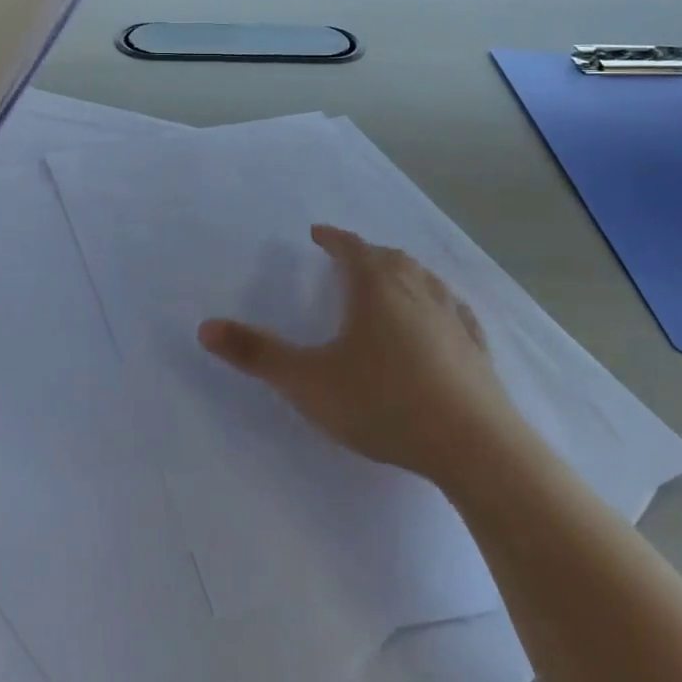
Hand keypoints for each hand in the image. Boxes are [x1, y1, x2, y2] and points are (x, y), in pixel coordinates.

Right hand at [199, 224, 512, 478]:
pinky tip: (438, 319)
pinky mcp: (476, 346)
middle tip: (347, 260)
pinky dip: (435, 303)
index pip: (349, 247)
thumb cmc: (383, 403)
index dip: (331, 238)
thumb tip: (205, 327)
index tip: (318, 234)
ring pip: (422, 278)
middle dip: (364, 254)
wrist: (474, 446)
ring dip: (401, 273)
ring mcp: (451, 315)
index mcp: (374, 286)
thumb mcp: (308, 382)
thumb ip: (256, 354)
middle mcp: (415, 288)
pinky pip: (452, 309)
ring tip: (388, 282)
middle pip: (388, 257)